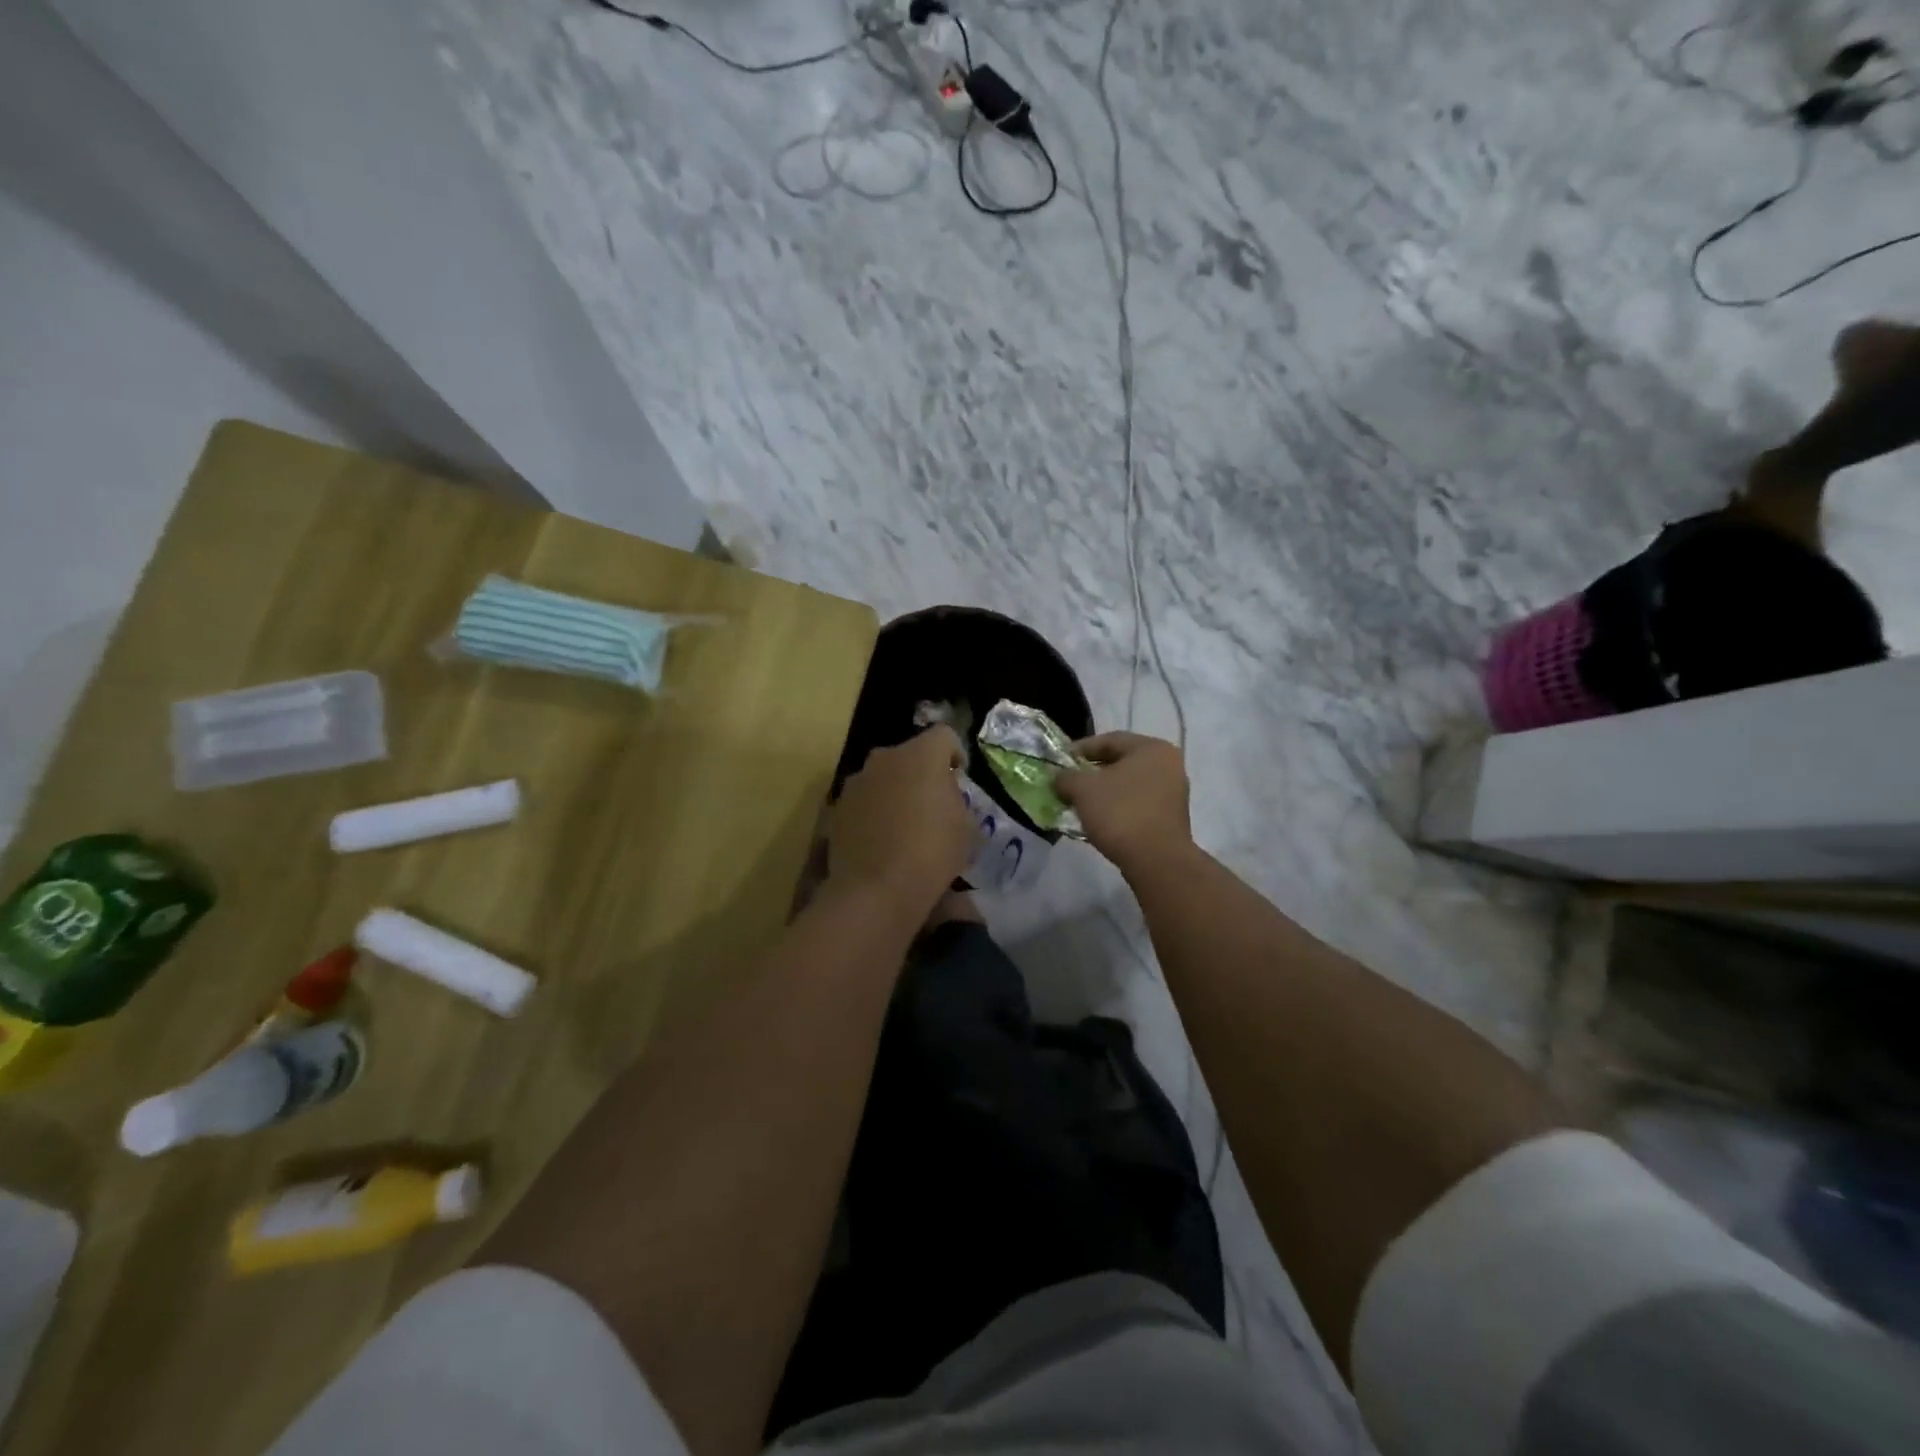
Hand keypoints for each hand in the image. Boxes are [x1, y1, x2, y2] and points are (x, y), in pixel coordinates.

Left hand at [828, 726, 976, 915]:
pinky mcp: (837, 809)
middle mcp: (884, 758)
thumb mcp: (966, 827)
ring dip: (895, 791)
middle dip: (922, 773)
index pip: (944, 736)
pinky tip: (882, 841)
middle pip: (909, 755)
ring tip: (904, 824)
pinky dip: (873, 813)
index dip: (955, 754)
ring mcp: (855, 783)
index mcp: (921, 755)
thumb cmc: (932, 853)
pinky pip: (863, 802)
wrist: (876, 890)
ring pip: (882, 777)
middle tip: (933, 803)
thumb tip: (944, 795)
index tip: (959, 778)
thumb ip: (955, 799)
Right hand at [1057, 732, 1191, 872]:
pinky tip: (1098, 819)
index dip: (1080, 749)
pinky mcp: (1170, 817)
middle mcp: (1168, 764)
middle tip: (1068, 782)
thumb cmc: (1120, 813)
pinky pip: (1137, 803)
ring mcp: (1173, 792)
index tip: (1060, 762)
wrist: (1156, 860)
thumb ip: (1066, 777)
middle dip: (1091, 772)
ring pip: (1129, 784)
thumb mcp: (1083, 789)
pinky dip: (1117, 807)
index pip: (1109, 740)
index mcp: (1152, 748)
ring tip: (1079, 803)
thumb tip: (1059, 777)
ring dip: (1103, 791)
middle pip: (1121, 761)